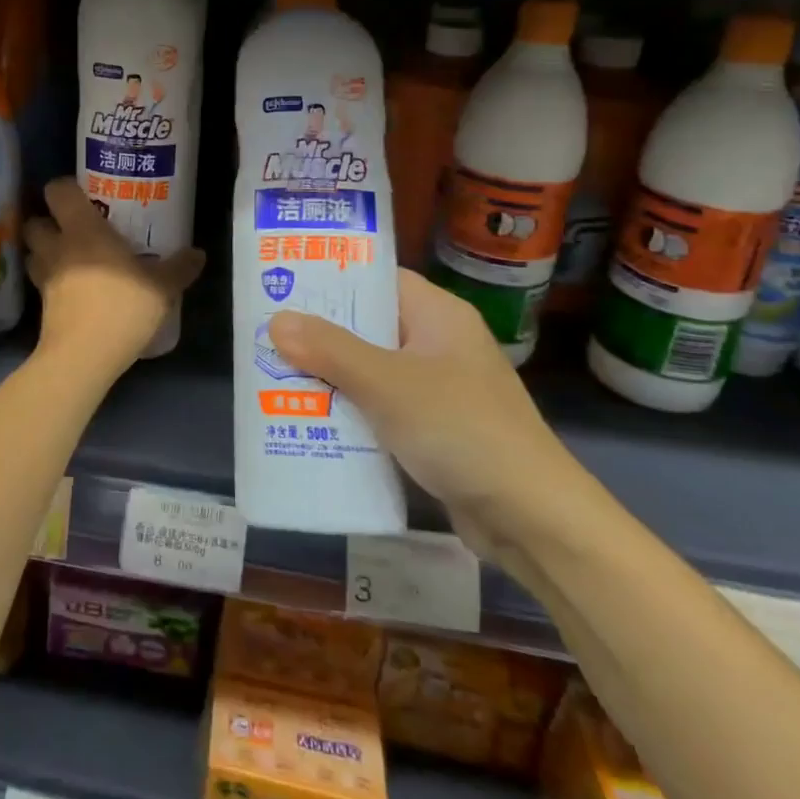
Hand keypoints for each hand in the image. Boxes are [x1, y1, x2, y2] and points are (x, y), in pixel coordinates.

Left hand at [24, 178, 203, 375]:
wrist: (83, 357)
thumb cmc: (122, 308)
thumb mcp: (162, 288)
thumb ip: (179, 268)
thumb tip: (197, 254)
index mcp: (83, 230)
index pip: (58, 191)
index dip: (65, 188)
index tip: (84, 194)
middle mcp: (57, 247)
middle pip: (35, 222)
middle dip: (48, 222)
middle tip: (74, 228)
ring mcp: (44, 278)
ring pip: (33, 253)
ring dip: (45, 252)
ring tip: (69, 258)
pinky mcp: (41, 306)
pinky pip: (41, 282)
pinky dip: (51, 281)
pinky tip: (72, 290)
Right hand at [267, 270, 600, 563]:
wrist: (533, 519)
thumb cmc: (460, 430)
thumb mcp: (387, 384)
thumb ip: (330, 350)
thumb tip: (276, 321)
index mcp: (437, 315)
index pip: (378, 279)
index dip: (332, 279)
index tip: (282, 284)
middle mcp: (438, 344)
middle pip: (368, 326)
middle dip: (319, 334)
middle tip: (266, 335)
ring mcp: (438, 389)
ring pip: (370, 370)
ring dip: (329, 376)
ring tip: (274, 375)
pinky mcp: (434, 430)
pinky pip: (380, 408)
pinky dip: (349, 411)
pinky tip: (308, 420)